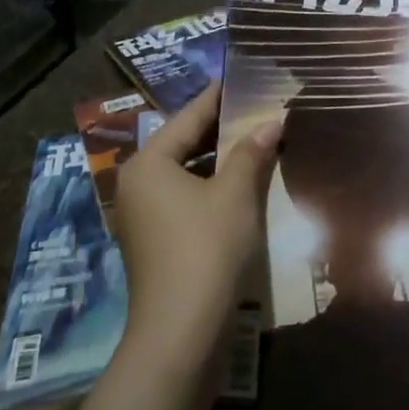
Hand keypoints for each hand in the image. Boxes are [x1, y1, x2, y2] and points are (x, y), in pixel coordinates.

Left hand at [112, 81, 279, 365]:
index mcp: (148, 164)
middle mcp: (137, 185)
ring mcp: (143, 216)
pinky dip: (211, 187)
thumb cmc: (206, 248)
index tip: (240, 77)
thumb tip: (271, 121)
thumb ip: (251, 153)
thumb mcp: (235, 195)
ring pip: (185, 174)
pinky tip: (241, 185)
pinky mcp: (155, 243)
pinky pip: (185, 199)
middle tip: (256, 108)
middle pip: (183, 144)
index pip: (188, 118)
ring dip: (219, 160)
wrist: (181, 332)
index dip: (217, 97)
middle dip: (221, 129)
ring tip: (255, 142)